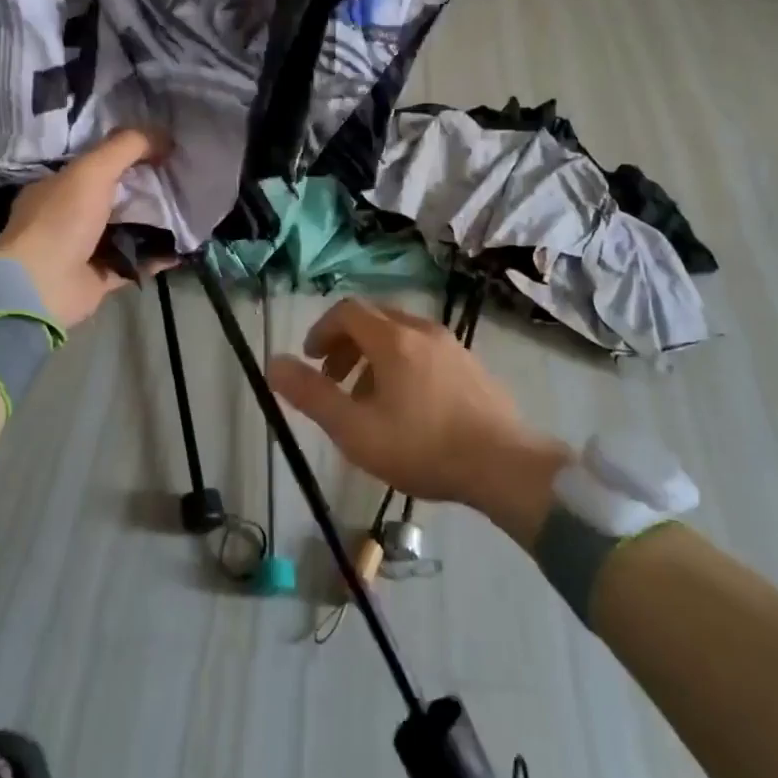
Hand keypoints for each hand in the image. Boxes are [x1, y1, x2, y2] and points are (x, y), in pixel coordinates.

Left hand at [0, 129, 168, 330]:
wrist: (42, 286)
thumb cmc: (62, 220)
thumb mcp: (92, 170)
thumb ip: (127, 147)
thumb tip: (164, 136)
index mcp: (59, 186)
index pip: (98, 163)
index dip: (131, 154)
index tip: (165, 150)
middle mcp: (70, 215)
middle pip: (117, 196)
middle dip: (148, 188)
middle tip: (184, 179)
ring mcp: (86, 248)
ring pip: (129, 229)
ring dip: (157, 222)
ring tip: (191, 211)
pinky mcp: (101, 277)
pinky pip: (137, 262)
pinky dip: (159, 256)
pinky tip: (185, 247)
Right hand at [266, 298, 570, 535]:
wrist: (504, 466)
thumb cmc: (422, 447)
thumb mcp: (355, 429)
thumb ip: (311, 395)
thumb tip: (273, 363)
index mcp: (393, 338)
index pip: (347, 311)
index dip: (321, 330)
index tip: (310, 360)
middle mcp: (422, 330)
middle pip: (373, 319)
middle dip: (345, 344)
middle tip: (333, 380)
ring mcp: (452, 345)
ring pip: (400, 335)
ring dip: (373, 357)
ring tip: (367, 400)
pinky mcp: (471, 365)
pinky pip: (425, 350)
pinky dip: (402, 364)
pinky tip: (407, 406)